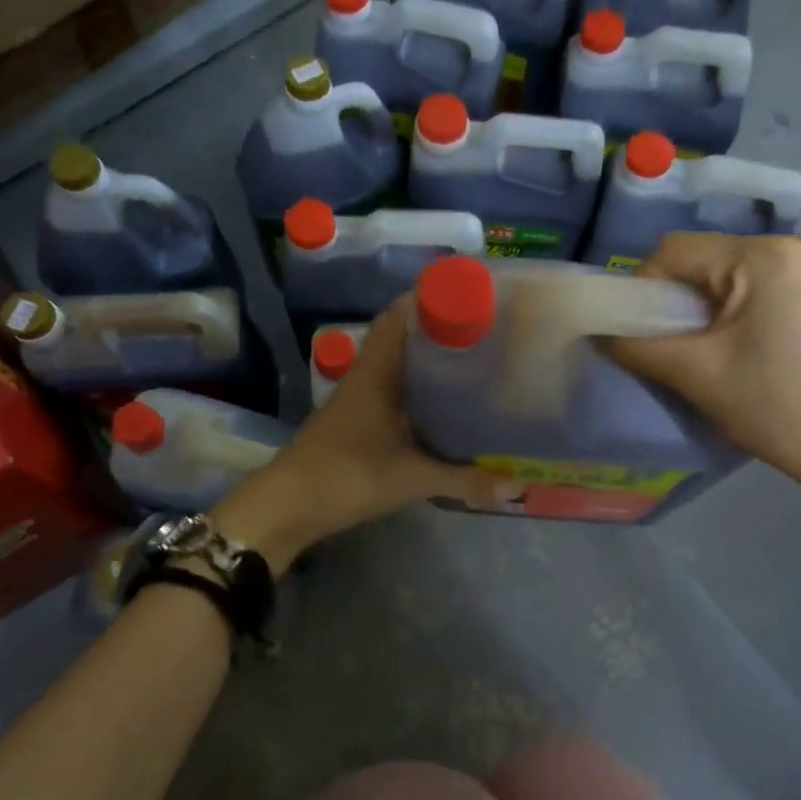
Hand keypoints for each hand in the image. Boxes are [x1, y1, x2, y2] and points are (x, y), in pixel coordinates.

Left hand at [212, 297, 506, 569]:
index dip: (431, 297)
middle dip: (440, 329)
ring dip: (428, 360)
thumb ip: (463, 480)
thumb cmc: (348, 476)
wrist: (288, 506)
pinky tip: (443, 405)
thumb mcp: (412, 478)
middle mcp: (367, 375)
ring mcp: (358, 398)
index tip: (471, 294)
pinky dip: (417, 390)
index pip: (399, 315)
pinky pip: (392, 391)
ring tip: (472, 360)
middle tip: (485, 329)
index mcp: (376, 371)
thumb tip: (512, 486)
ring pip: (397, 365)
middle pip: (403, 337)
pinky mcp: (356, 421)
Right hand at [610, 233, 800, 508]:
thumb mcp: (697, 375)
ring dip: (709, 303)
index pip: (675, 251)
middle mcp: (800, 243)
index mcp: (766, 256)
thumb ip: (637, 346)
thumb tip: (601, 332)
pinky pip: (766, 282)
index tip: (639, 332)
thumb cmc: (778, 409)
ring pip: (735, 270)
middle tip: (674, 346)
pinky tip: (748, 345)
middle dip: (679, 299)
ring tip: (711, 349)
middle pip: (707, 257)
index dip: (643, 288)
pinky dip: (742, 306)